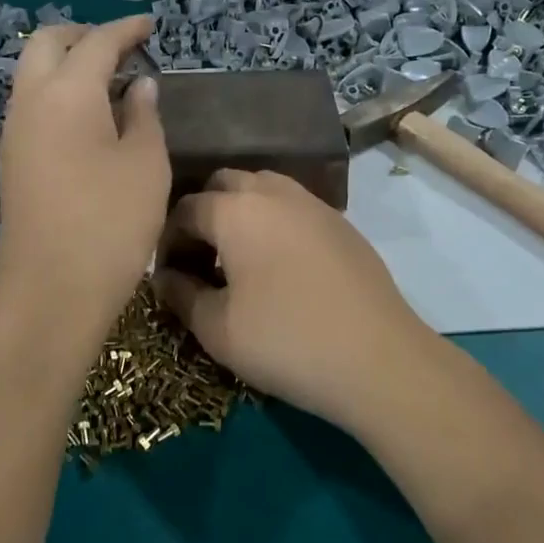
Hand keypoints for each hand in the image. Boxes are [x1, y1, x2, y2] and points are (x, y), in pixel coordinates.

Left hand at [0, 16, 169, 331]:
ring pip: (33, 74)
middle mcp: (30, 101)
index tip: (151, 26)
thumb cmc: (111, 223)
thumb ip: (144, 115)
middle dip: (83, 35)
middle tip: (122, 46)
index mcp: (67, 93)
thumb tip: (138, 85)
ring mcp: (14, 132)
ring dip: (67, 64)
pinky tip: (90, 117)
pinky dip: (59, 93)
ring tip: (110, 80)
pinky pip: (32, 105)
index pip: (97, 42)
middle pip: (47, 44)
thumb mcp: (146, 164)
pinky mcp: (13, 160)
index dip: (126, 30)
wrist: (52, 290)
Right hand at [153, 170, 440, 430]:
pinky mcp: (343, 224)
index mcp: (236, 210)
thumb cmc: (286, 341)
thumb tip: (165, 277)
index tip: (166, 276)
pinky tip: (279, 267)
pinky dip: (275, 223)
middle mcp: (274, 193)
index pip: (186, 209)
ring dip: (242, 213)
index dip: (168, 241)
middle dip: (204, 213)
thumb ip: (181, 295)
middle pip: (225, 184)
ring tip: (238, 259)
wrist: (378, 359)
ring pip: (264, 189)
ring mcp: (314, 205)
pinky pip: (295, 208)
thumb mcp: (218, 329)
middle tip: (200, 260)